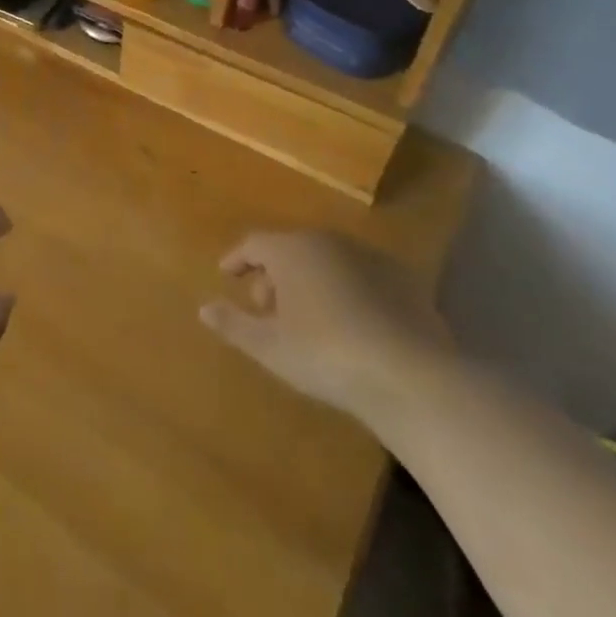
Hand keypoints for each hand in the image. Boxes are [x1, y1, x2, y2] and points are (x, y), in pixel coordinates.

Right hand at [199, 231, 452, 422]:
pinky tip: (348, 324)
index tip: (226, 275)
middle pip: (290, 249)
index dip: (237, 259)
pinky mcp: (403, 280)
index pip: (254, 243)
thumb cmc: (326, 354)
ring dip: (309, 282)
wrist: (412, 375)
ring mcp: (369, 257)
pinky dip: (344, 291)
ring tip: (305, 319)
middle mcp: (328, 241)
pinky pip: (359, 277)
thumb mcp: (269, 346)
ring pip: (326, 261)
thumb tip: (203, 308)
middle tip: (265, 309)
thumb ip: (233, 324)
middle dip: (273, 275)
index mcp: (292, 249)